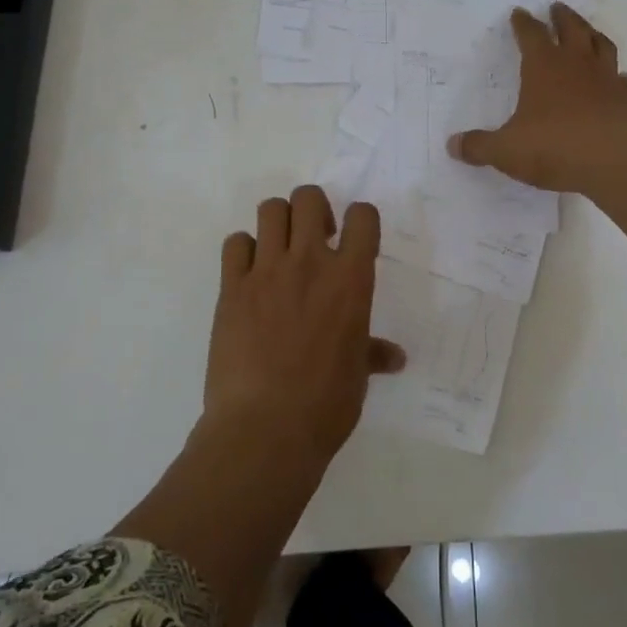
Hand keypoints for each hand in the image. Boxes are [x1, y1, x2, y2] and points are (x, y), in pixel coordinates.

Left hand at [205, 185, 406, 465]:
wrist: (266, 428)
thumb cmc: (326, 404)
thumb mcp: (358, 374)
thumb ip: (373, 353)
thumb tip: (395, 357)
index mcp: (350, 279)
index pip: (363, 216)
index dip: (360, 218)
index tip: (353, 235)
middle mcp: (309, 262)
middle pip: (308, 197)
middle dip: (313, 209)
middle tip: (314, 239)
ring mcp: (267, 271)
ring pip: (270, 209)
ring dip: (278, 222)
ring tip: (280, 251)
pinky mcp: (232, 287)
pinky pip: (235, 243)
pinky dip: (243, 250)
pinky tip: (249, 275)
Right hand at [448, 4, 626, 193]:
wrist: (614, 163)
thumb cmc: (554, 148)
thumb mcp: (506, 150)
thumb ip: (479, 146)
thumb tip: (453, 145)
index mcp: (543, 67)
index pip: (531, 34)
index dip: (523, 23)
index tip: (519, 13)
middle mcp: (577, 64)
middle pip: (571, 28)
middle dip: (562, 16)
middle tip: (557, 7)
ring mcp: (607, 79)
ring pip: (602, 46)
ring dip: (593, 35)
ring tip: (588, 31)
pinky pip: (624, 81)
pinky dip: (619, 77)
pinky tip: (618, 79)